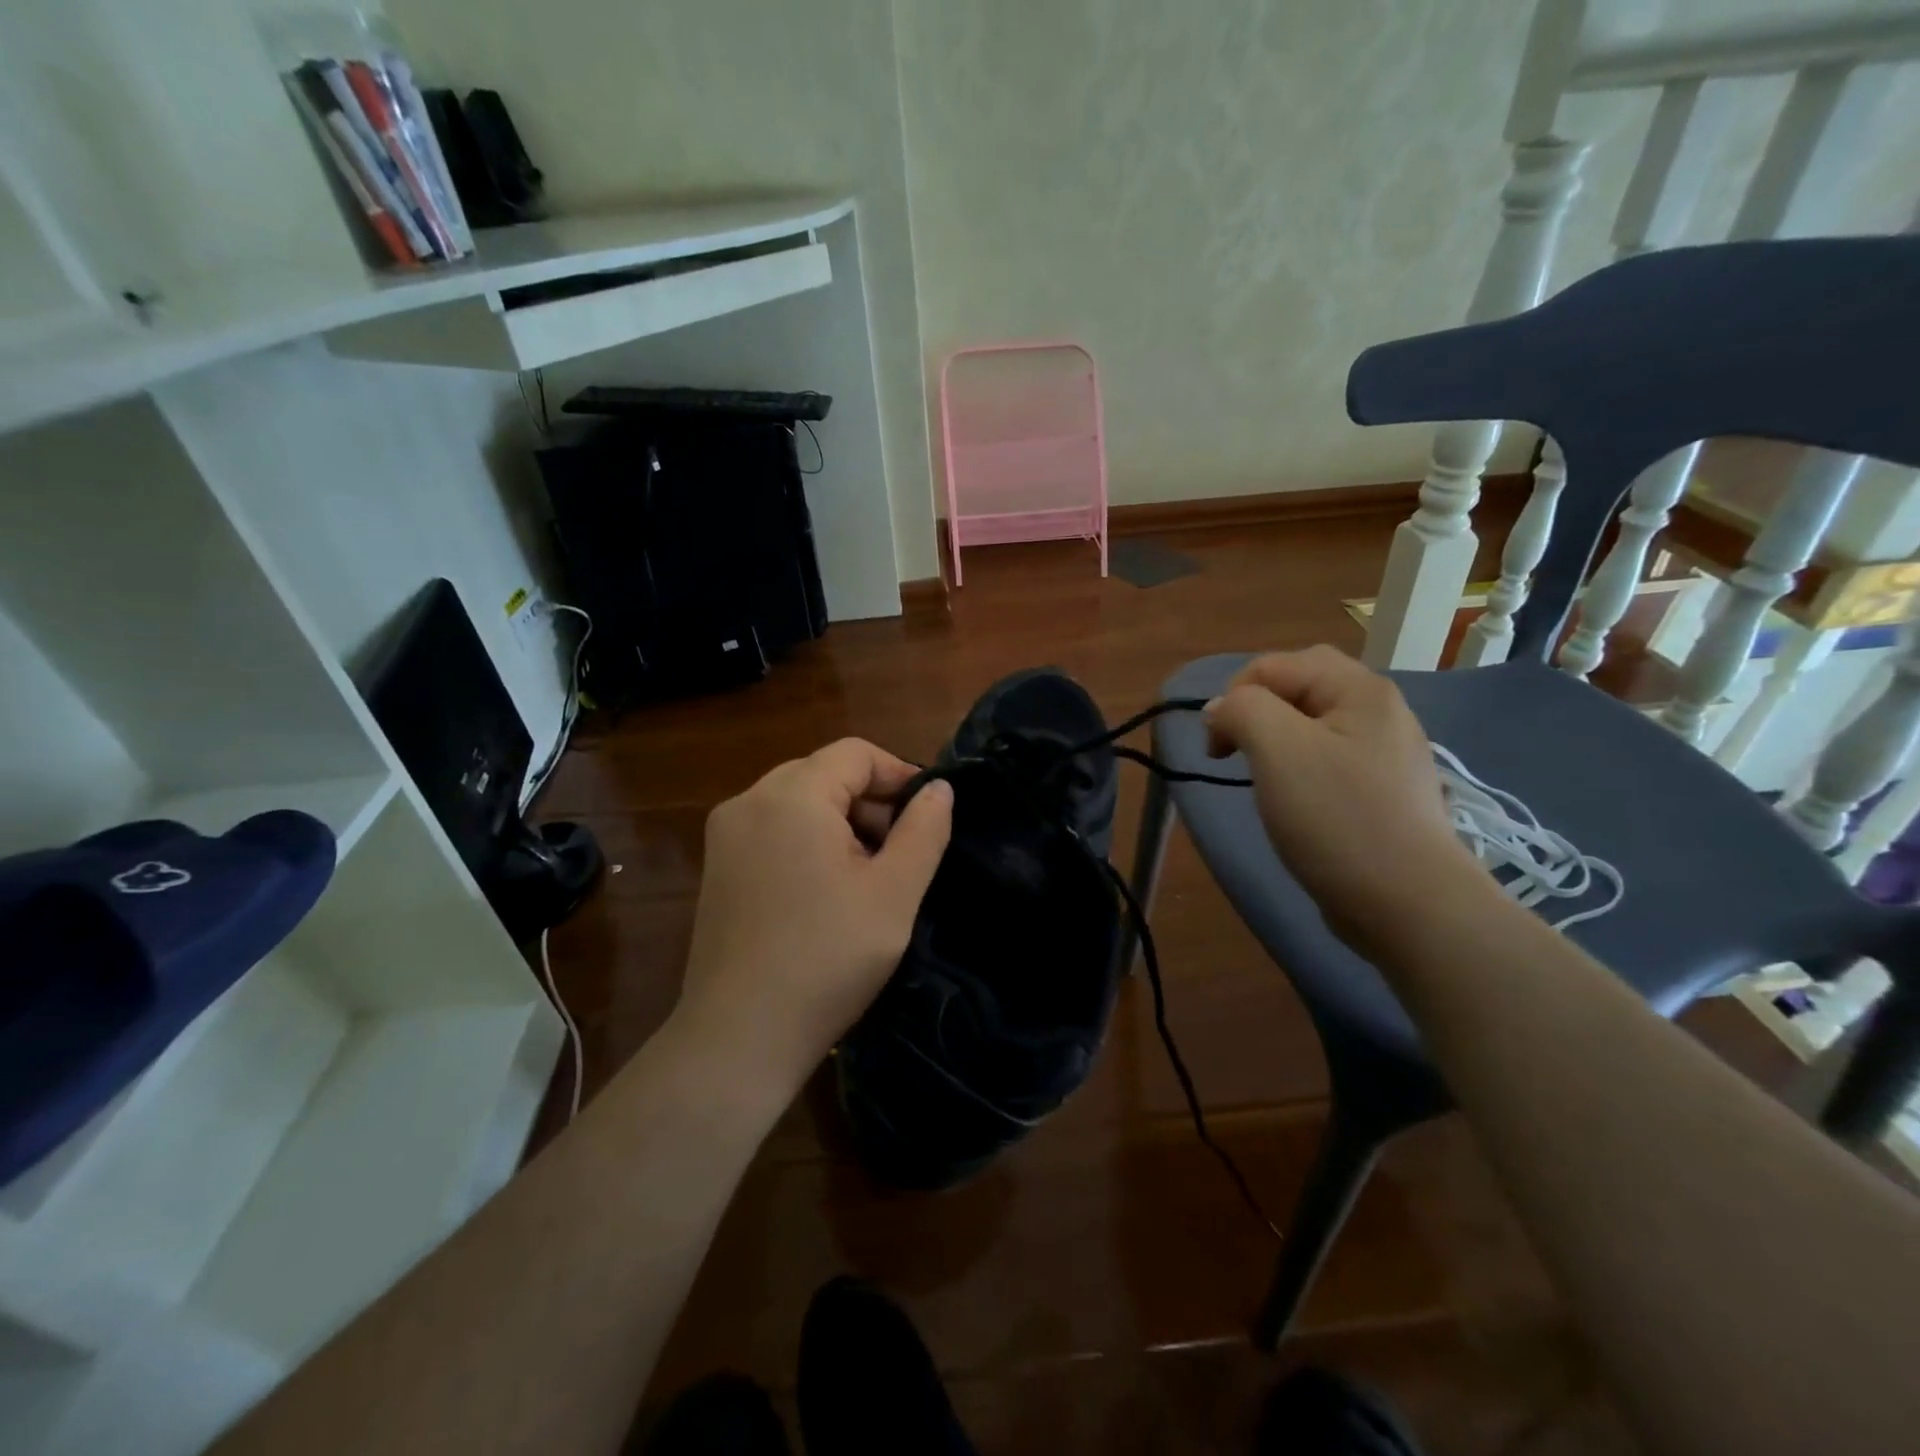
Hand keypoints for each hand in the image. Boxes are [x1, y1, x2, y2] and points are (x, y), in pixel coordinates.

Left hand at [670, 739, 952, 1106]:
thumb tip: (939, 789)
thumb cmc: (827, 959)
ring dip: (841, 823)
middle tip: (900, 854)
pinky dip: (808, 842)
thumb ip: (924, 830)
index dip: (899, 775)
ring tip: (867, 877)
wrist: (740, 1037)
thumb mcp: (894, 893)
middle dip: (871, 803)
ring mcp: (725, 834)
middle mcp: (749, 801)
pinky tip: (826, 892)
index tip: (927, 817)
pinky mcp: (716, 866)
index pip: (855, 753)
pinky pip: (773, 829)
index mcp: (791, 795)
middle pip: (825, 773)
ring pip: (799, 802)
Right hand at [1204, 646, 1483, 947]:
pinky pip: (1329, 757)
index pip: (1275, 665)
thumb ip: (1241, 710)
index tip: (1217, 749)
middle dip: (1255, 711)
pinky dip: (1299, 766)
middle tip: (1236, 751)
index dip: (1233, 696)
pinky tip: (1296, 799)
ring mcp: (1386, 752)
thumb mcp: (1278, 750)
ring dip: (1274, 739)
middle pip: (1299, 685)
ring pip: (1312, 722)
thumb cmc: (1337, 819)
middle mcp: (1380, 710)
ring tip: (1262, 776)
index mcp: (1360, 689)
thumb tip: (1219, 710)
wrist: (1407, 904)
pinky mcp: (1382, 790)